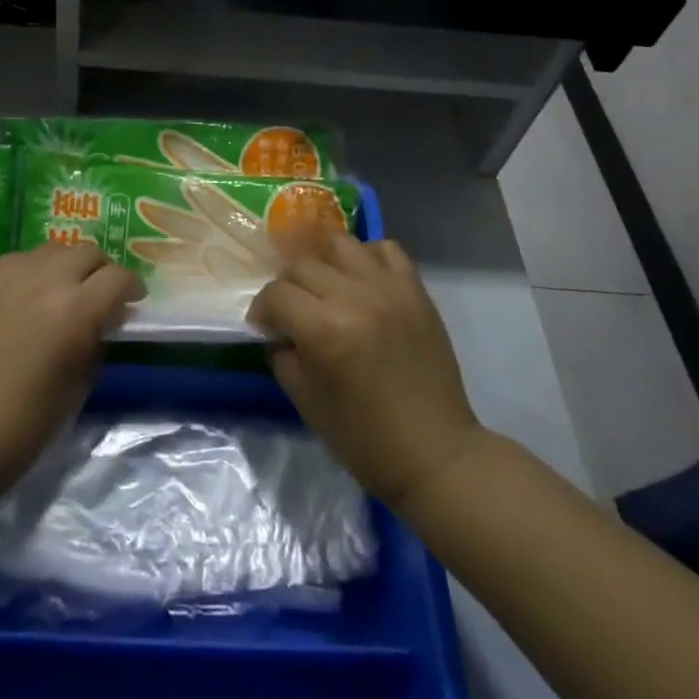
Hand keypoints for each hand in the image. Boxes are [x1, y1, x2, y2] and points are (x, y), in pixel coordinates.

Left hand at [0, 244, 142, 505]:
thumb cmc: (20, 429)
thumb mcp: (76, 390)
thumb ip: (95, 345)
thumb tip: (102, 324)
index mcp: (75, 311)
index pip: (119, 278)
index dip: (131, 289)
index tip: (130, 304)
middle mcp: (43, 280)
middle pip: (87, 251)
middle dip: (100, 271)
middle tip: (97, 296)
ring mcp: (5, 275)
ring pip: (50, 250)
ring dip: (64, 267)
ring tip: (57, 293)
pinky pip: (14, 262)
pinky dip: (29, 272)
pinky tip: (21, 299)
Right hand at [248, 232, 485, 511]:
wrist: (435, 454)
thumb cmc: (365, 439)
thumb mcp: (307, 402)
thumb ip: (284, 356)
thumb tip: (278, 331)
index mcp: (324, 330)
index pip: (276, 294)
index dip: (262, 310)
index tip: (264, 327)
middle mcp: (355, 297)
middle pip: (302, 264)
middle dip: (287, 286)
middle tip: (291, 310)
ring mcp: (389, 289)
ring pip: (340, 244)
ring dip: (323, 264)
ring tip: (325, 288)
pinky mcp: (415, 290)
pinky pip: (386, 249)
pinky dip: (367, 257)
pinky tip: (361, 281)